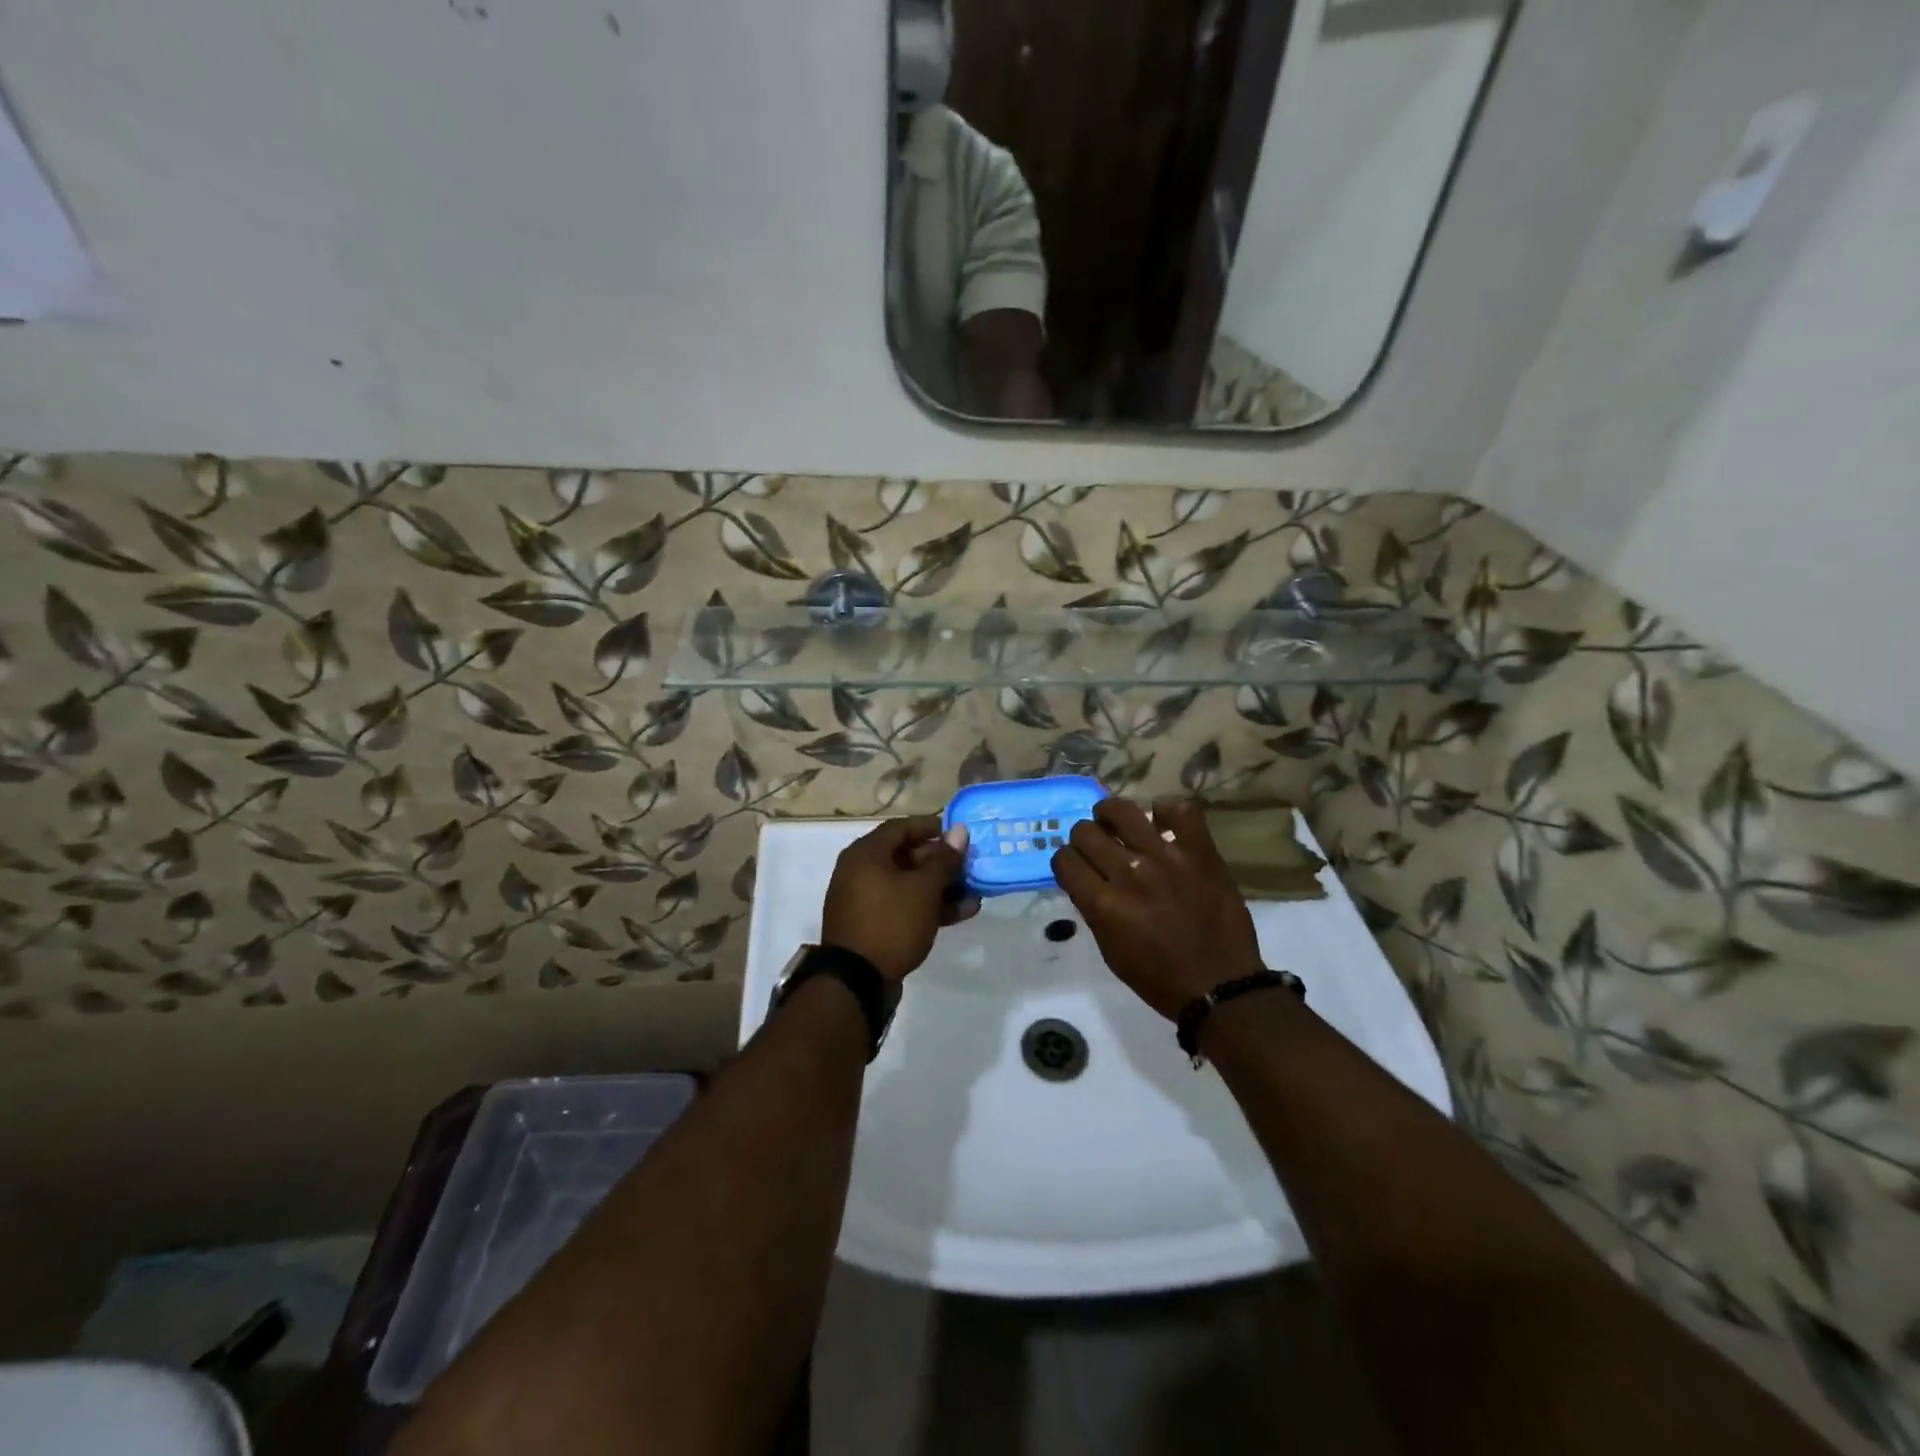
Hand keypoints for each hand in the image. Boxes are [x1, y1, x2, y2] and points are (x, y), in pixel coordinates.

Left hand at [821, 816, 977, 982]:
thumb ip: (944, 860)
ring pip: (908, 885)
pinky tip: (962, 912)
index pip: (901, 828)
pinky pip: (904, 907)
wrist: (857, 982)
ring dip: (941, 887)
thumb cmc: (891, 922)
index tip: (957, 832)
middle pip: (905, 857)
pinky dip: (929, 907)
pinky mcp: (873, 926)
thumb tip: (959, 832)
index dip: (930, 827)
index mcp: (866, 854)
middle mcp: (861, 872)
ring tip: (974, 892)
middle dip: (941, 862)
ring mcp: (865, 901)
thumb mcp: (924, 889)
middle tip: (970, 865)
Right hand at [1052, 797, 1264, 1020]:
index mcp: (1103, 904)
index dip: (1066, 862)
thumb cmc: (1159, 978)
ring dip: (1111, 814)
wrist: (1220, 986)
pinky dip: (1167, 810)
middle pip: (1085, 831)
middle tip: (1098, 847)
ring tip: (1118, 823)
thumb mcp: (1110, 950)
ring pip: (1123, 810)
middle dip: (1084, 839)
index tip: (1076, 867)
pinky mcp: (1200, 852)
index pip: (1064, 859)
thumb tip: (1085, 877)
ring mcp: (1167, 858)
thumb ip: (1093, 909)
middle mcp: (1129, 873)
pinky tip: (1162, 820)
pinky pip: (1181, 810)